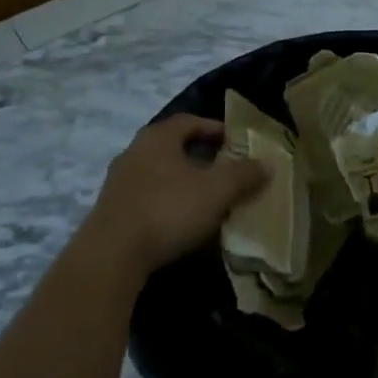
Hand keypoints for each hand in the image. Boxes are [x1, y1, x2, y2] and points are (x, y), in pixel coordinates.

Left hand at [84, 116, 268, 279]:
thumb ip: (243, 175)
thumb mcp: (216, 191)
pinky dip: (166, 202)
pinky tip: (180, 221)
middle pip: (171, 146)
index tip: (234, 142)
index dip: (213, 128)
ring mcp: (118, 182)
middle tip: (223, 169)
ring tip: (205, 198)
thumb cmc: (168, 210)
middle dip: (198, 155)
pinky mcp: (111, 211)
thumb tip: (266, 164)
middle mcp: (134, 151)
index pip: (189, 121)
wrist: (111, 255)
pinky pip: (146, 197)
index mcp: (158, 137)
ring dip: (181, 181)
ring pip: (158, 172)